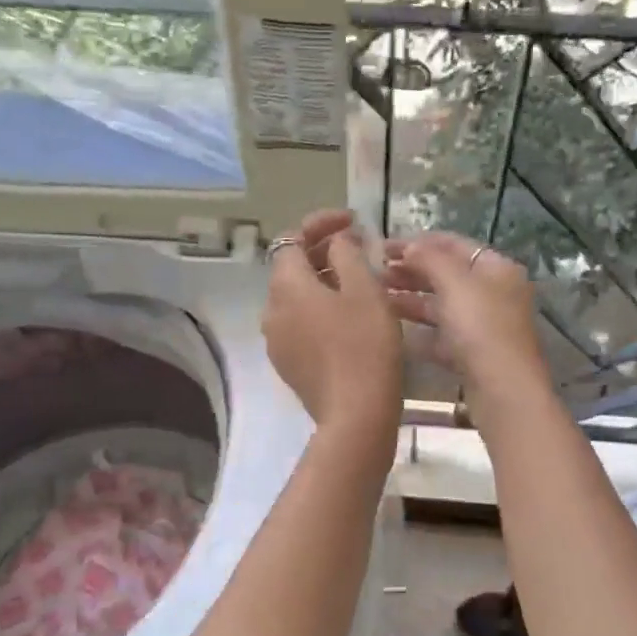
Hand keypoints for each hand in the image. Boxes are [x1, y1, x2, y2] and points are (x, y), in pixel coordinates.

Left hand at [262, 209, 402, 442]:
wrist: (356, 414)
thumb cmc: (365, 345)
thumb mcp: (364, 289)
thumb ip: (347, 254)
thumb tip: (336, 241)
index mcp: (286, 286)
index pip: (292, 238)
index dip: (320, 223)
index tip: (352, 221)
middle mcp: (271, 310)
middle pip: (291, 268)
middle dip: (321, 252)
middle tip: (358, 249)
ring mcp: (276, 340)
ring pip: (295, 297)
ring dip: (321, 282)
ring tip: (356, 282)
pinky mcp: (287, 364)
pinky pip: (299, 323)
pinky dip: (318, 310)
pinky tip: (346, 318)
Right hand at [382, 231, 548, 393]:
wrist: (502, 389)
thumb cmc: (481, 327)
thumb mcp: (454, 283)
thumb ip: (429, 259)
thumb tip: (409, 247)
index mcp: (496, 268)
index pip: (454, 245)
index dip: (418, 242)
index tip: (383, 246)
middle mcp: (493, 293)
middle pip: (447, 276)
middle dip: (411, 272)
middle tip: (375, 273)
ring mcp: (484, 327)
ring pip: (442, 306)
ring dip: (410, 300)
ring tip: (377, 298)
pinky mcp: (473, 355)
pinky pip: (441, 336)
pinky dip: (419, 332)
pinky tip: (393, 330)